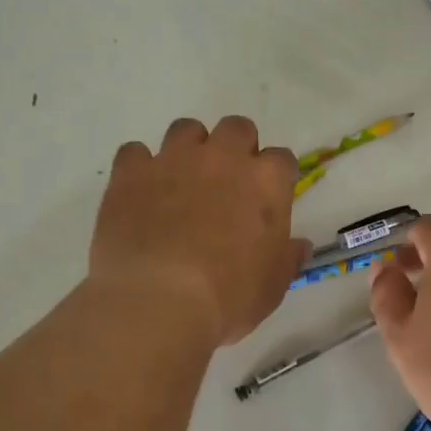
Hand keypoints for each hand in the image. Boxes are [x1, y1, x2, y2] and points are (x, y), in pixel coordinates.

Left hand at [90, 116, 307, 347]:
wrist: (158, 301)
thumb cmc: (229, 297)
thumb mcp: (272, 286)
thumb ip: (287, 257)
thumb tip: (298, 245)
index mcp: (266, 182)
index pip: (281, 159)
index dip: (275, 177)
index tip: (268, 198)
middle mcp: (223, 158)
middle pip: (237, 128)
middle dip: (236, 148)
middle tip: (227, 183)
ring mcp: (174, 160)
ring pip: (186, 129)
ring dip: (189, 148)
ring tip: (182, 181)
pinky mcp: (132, 172)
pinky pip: (135, 152)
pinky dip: (139, 168)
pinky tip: (139, 192)